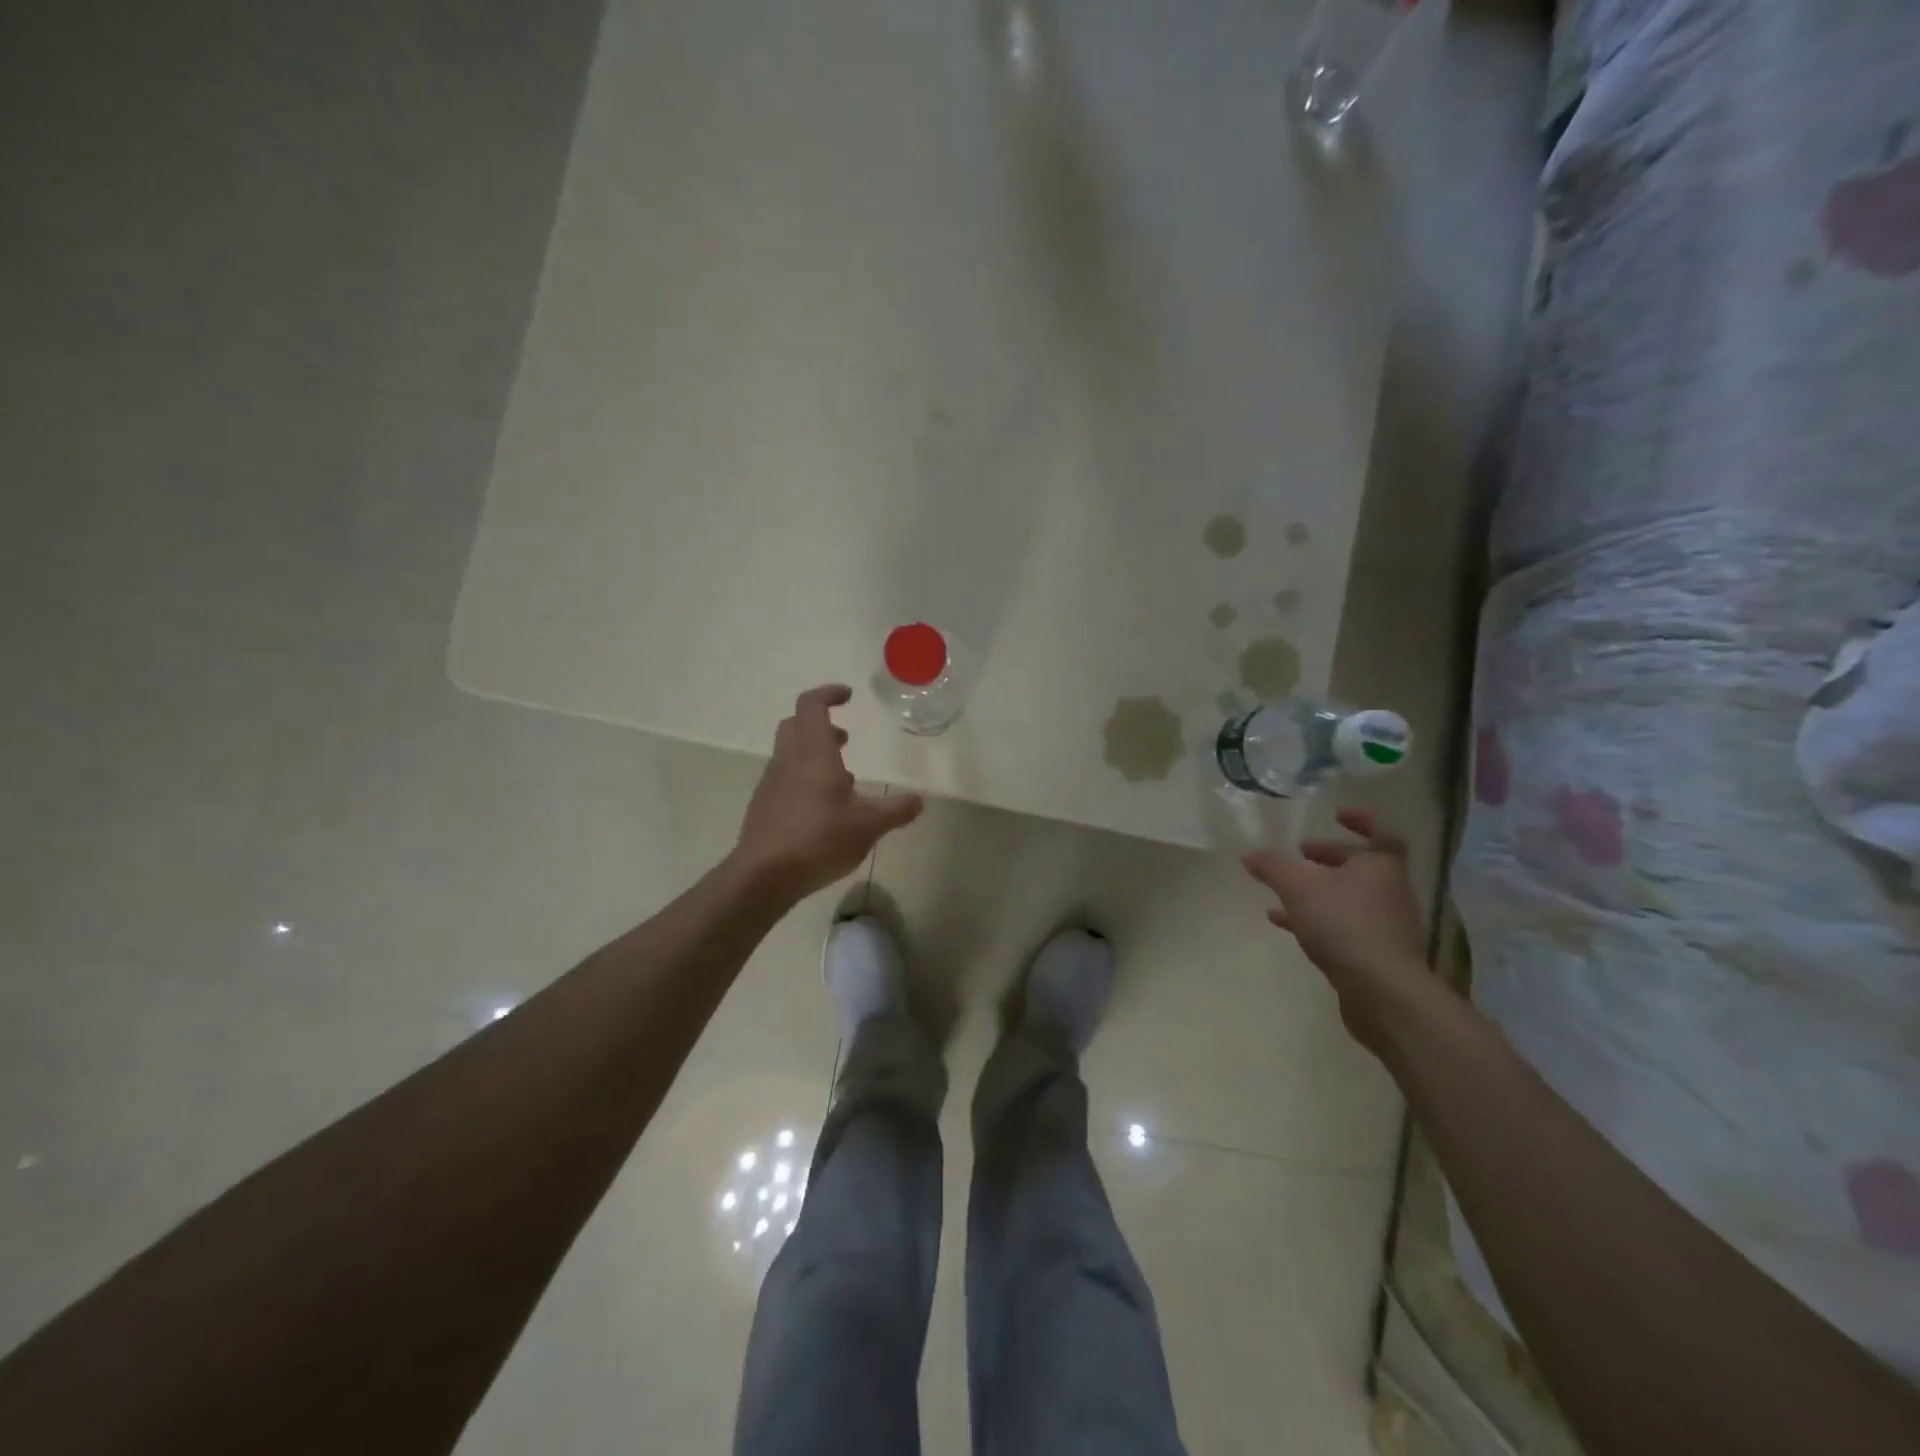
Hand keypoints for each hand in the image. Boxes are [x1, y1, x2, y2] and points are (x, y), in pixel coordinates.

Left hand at [734, 685, 924, 902]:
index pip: (811, 705)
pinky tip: (823, 809)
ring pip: (789, 753)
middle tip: (845, 738)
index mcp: (812, 753)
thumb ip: (895, 810)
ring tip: (842, 778)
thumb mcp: (868, 825)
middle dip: (820, 725)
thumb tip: (919, 800)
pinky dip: (803, 780)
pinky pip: (784, 780)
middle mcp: (787, 761)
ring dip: (813, 755)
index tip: (848, 696)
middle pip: (796, 725)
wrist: (764, 876)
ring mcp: (771, 784)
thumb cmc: (819, 838)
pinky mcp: (764, 807)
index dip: (828, 694)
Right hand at [1243, 808, 1431, 1052]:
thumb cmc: (1344, 925)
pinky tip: (1286, 924)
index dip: (1360, 820)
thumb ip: (1273, 867)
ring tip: (1285, 890)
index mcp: (1381, 866)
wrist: (1382, 991)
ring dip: (1320, 889)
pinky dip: (1318, 919)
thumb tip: (1250, 854)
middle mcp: (1390, 890)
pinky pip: (1345, 925)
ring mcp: (1387, 924)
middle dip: (1329, 857)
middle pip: (1361, 865)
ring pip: (1350, 896)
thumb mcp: (1298, 888)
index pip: (1380, 832)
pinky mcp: (1377, 953)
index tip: (1335, 815)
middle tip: (1300, 853)